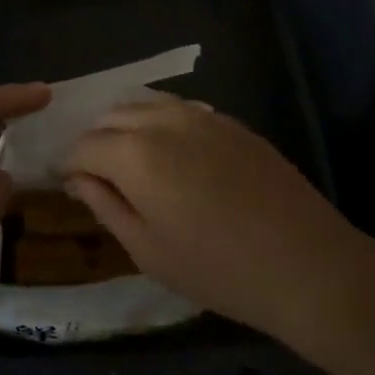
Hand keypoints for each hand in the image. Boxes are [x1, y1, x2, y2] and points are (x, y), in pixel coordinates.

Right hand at [62, 94, 370, 342]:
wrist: (306, 263)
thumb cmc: (218, 269)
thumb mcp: (148, 250)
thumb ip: (106, 207)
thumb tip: (78, 179)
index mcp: (135, 154)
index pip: (84, 146)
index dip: (69, 165)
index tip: (68, 186)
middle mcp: (164, 121)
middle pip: (112, 117)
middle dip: (96, 142)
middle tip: (98, 177)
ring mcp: (202, 116)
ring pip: (147, 104)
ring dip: (128, 127)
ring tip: (131, 162)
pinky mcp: (232, 123)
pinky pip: (181, 110)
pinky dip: (161, 123)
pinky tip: (173, 154)